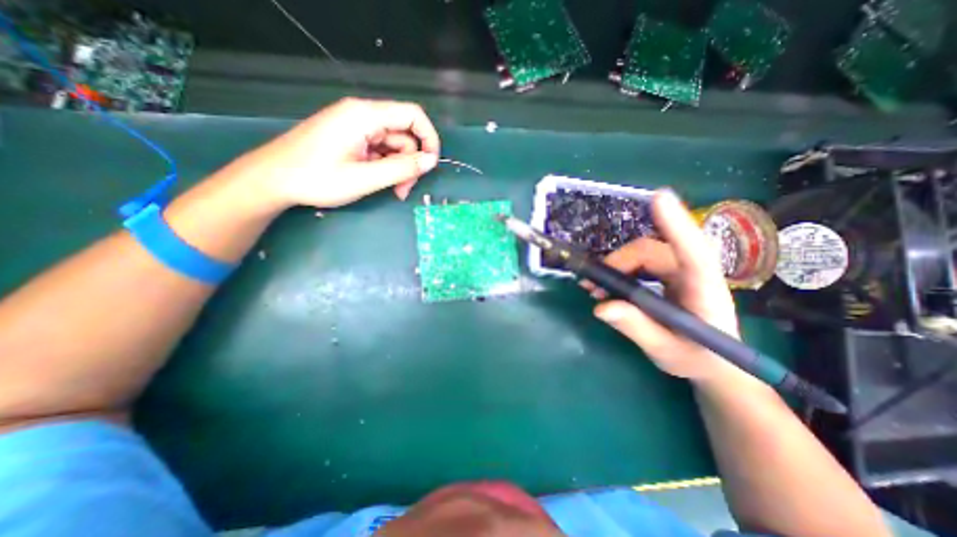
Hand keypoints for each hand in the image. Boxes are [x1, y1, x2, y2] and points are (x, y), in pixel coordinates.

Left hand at [237, 97, 438, 208]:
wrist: (273, 179)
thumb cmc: (316, 178)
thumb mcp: (364, 178)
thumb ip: (401, 169)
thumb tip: (430, 161)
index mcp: (365, 116)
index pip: (412, 115)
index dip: (429, 138)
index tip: (431, 165)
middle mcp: (363, 115)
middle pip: (405, 134)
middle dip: (410, 163)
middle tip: (404, 190)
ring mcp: (357, 127)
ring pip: (394, 145)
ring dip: (399, 169)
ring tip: (393, 191)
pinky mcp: (352, 138)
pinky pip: (381, 150)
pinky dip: (387, 167)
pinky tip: (381, 183)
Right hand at [592, 191, 739, 384]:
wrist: (713, 365)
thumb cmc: (697, 360)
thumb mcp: (665, 351)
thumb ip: (637, 328)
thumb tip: (600, 307)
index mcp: (705, 291)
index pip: (693, 251)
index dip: (675, 224)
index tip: (659, 197)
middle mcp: (693, 273)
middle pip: (651, 251)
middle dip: (617, 263)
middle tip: (591, 286)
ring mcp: (681, 271)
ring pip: (641, 254)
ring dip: (615, 267)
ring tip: (594, 288)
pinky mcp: (669, 274)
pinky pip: (639, 262)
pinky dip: (619, 270)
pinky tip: (605, 286)